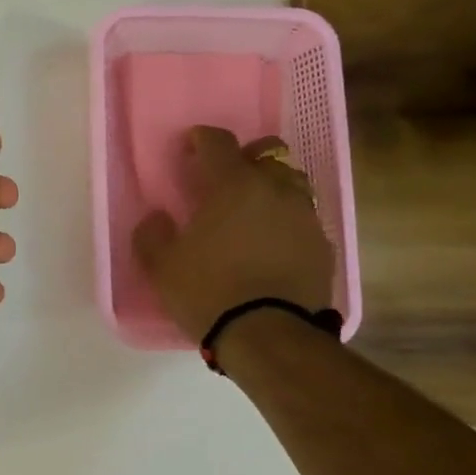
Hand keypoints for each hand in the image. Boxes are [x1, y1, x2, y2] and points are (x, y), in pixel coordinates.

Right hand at [131, 128, 333, 343]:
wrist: (269, 336)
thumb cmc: (208, 291)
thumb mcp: (161, 265)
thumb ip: (152, 234)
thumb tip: (158, 217)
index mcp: (234, 185)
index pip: (218, 142)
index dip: (201, 138)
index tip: (189, 146)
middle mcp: (275, 190)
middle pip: (267, 153)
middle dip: (246, 158)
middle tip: (226, 179)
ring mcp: (305, 217)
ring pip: (292, 184)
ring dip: (271, 187)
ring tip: (253, 211)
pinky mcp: (322, 246)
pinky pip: (303, 219)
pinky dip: (286, 221)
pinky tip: (271, 244)